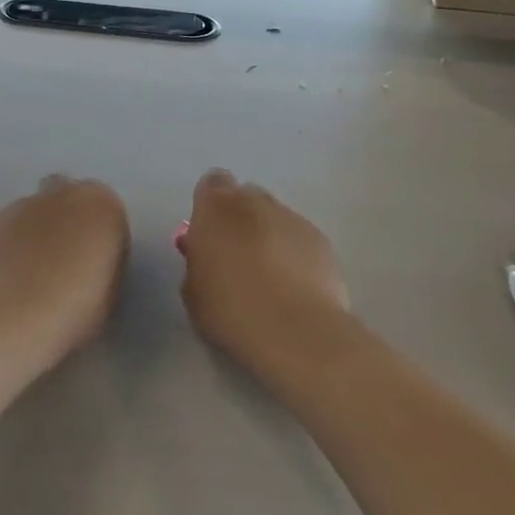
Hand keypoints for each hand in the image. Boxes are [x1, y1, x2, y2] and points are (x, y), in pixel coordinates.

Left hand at [0, 175, 128, 357]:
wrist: (9, 316)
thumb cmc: (73, 307)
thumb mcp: (108, 292)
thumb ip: (102, 263)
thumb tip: (87, 263)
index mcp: (101, 205)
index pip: (107, 213)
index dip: (100, 239)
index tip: (95, 267)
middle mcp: (61, 194)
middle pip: (67, 199)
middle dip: (66, 221)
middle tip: (63, 263)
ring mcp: (19, 205)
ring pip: (32, 213)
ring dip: (34, 234)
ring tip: (29, 277)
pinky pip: (5, 231)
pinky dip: (7, 247)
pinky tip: (5, 280)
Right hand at [180, 169, 349, 378]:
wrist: (294, 330)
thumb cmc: (230, 310)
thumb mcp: (193, 290)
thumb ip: (197, 262)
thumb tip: (206, 255)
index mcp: (216, 208)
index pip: (211, 184)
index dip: (210, 206)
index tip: (208, 233)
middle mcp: (255, 202)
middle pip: (245, 195)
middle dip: (240, 217)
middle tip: (236, 253)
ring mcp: (293, 218)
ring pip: (275, 216)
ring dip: (268, 234)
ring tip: (268, 275)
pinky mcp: (321, 239)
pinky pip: (299, 237)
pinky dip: (294, 252)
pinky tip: (293, 285)